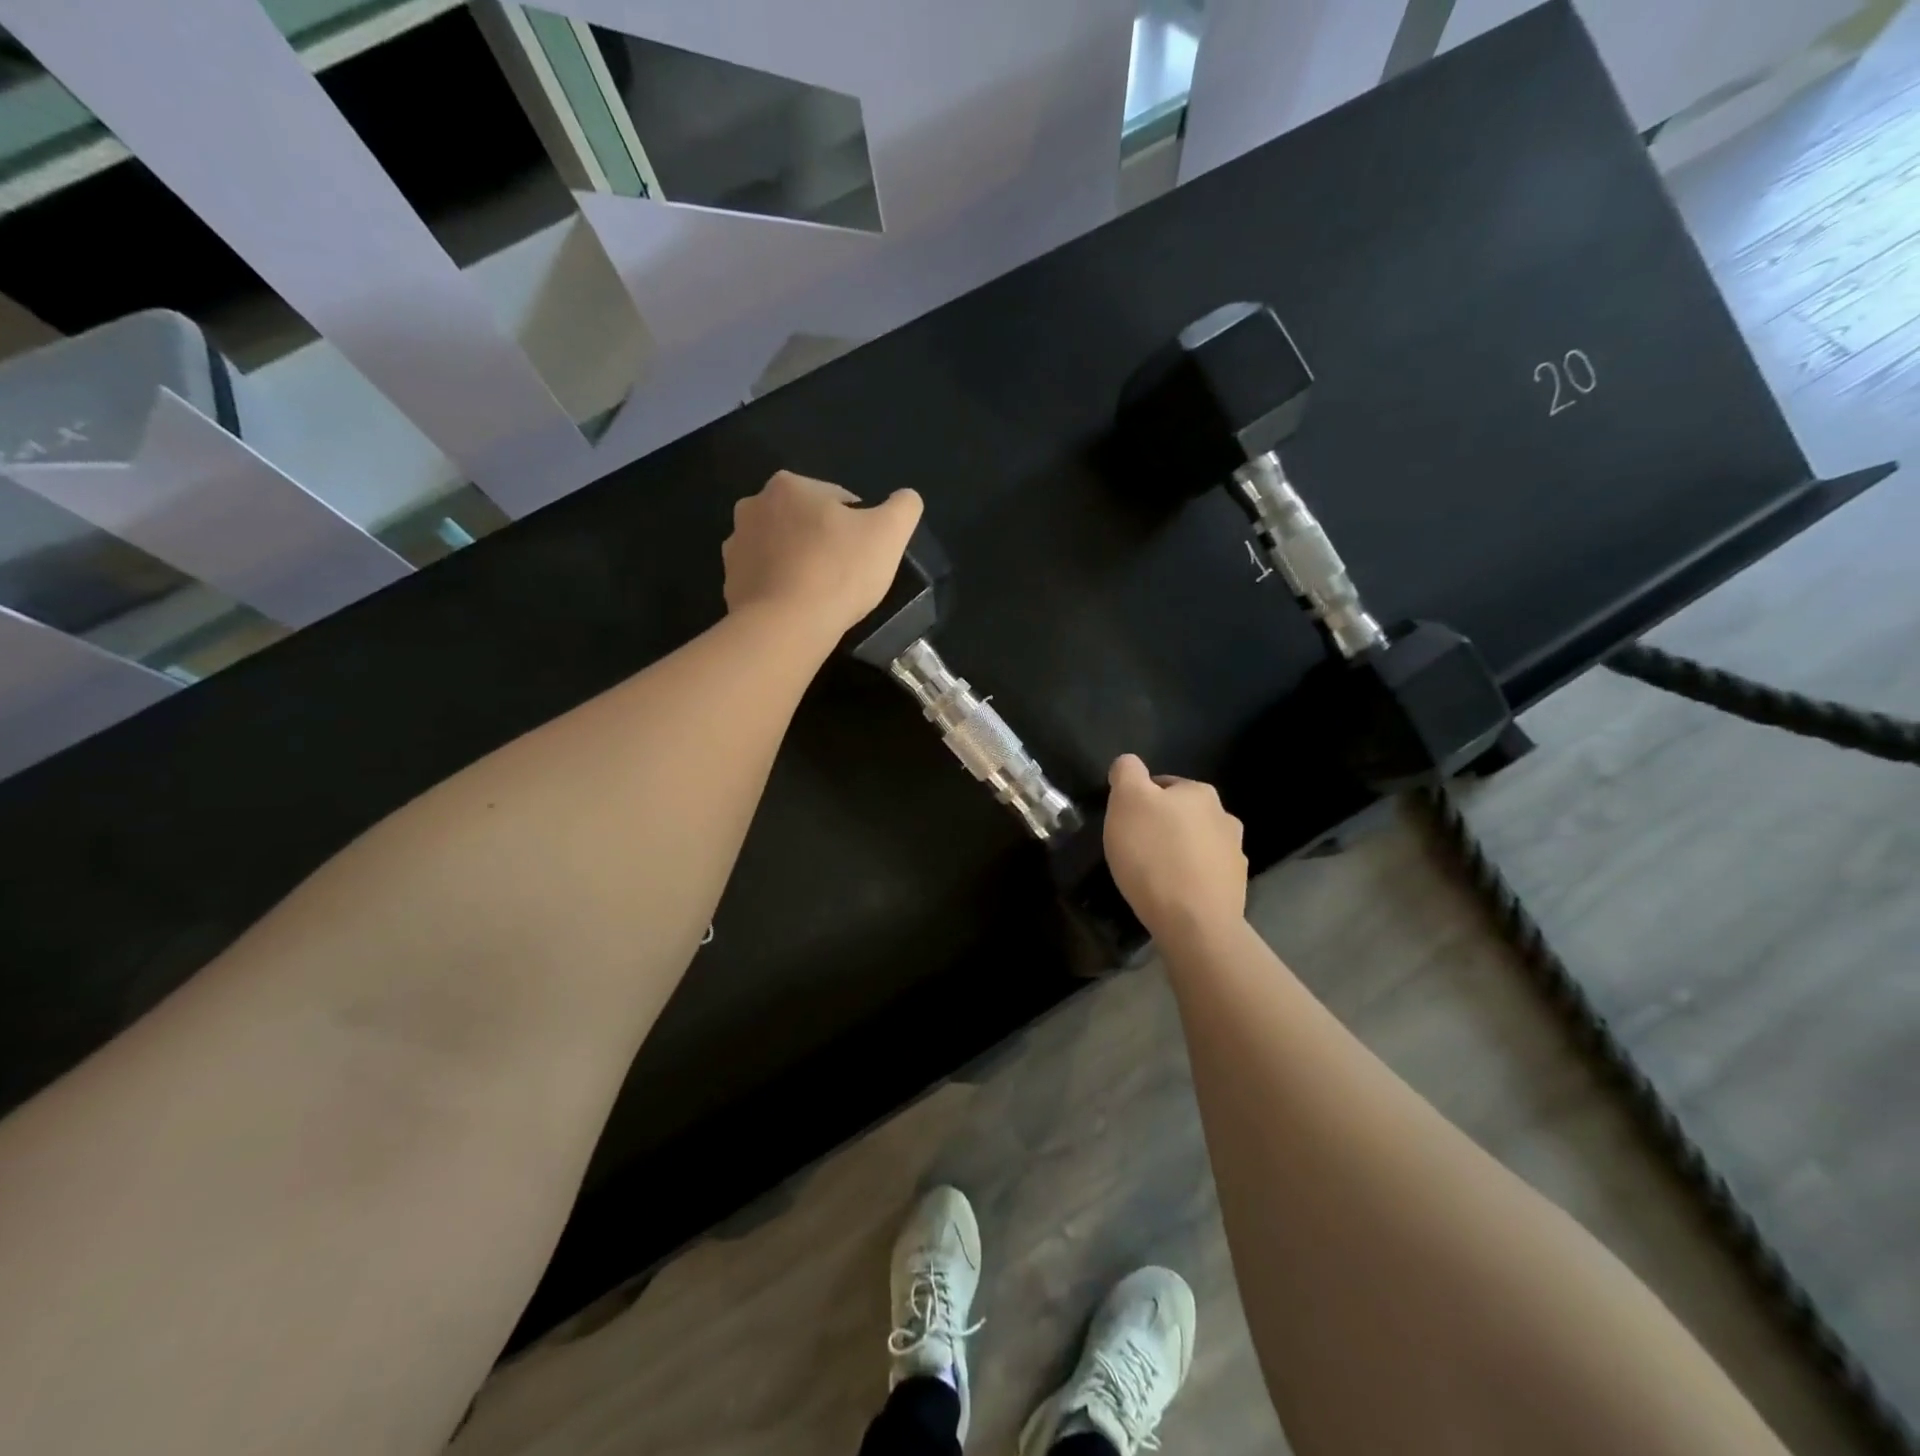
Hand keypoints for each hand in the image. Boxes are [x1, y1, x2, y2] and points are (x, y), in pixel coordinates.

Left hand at [723, 471, 923, 640]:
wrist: (786, 626)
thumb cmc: (839, 571)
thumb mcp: (890, 532)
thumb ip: (903, 507)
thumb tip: (905, 499)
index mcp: (789, 485)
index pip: (838, 500)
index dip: (859, 528)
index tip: (866, 556)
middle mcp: (753, 506)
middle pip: (806, 522)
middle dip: (825, 542)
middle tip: (847, 576)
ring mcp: (736, 546)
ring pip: (783, 550)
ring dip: (801, 564)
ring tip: (822, 595)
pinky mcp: (730, 582)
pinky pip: (765, 580)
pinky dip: (782, 589)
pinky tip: (800, 608)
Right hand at [1103, 754, 1246, 941]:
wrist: (1194, 923)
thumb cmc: (1154, 855)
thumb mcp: (1126, 801)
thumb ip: (1127, 772)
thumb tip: (1129, 764)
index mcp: (1199, 792)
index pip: (1161, 784)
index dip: (1138, 802)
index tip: (1125, 825)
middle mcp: (1224, 816)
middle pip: (1181, 814)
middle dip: (1160, 826)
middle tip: (1135, 850)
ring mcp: (1235, 854)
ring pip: (1195, 843)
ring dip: (1177, 852)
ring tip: (1154, 875)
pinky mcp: (1235, 887)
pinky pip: (1205, 874)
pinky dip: (1189, 878)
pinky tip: (1173, 894)